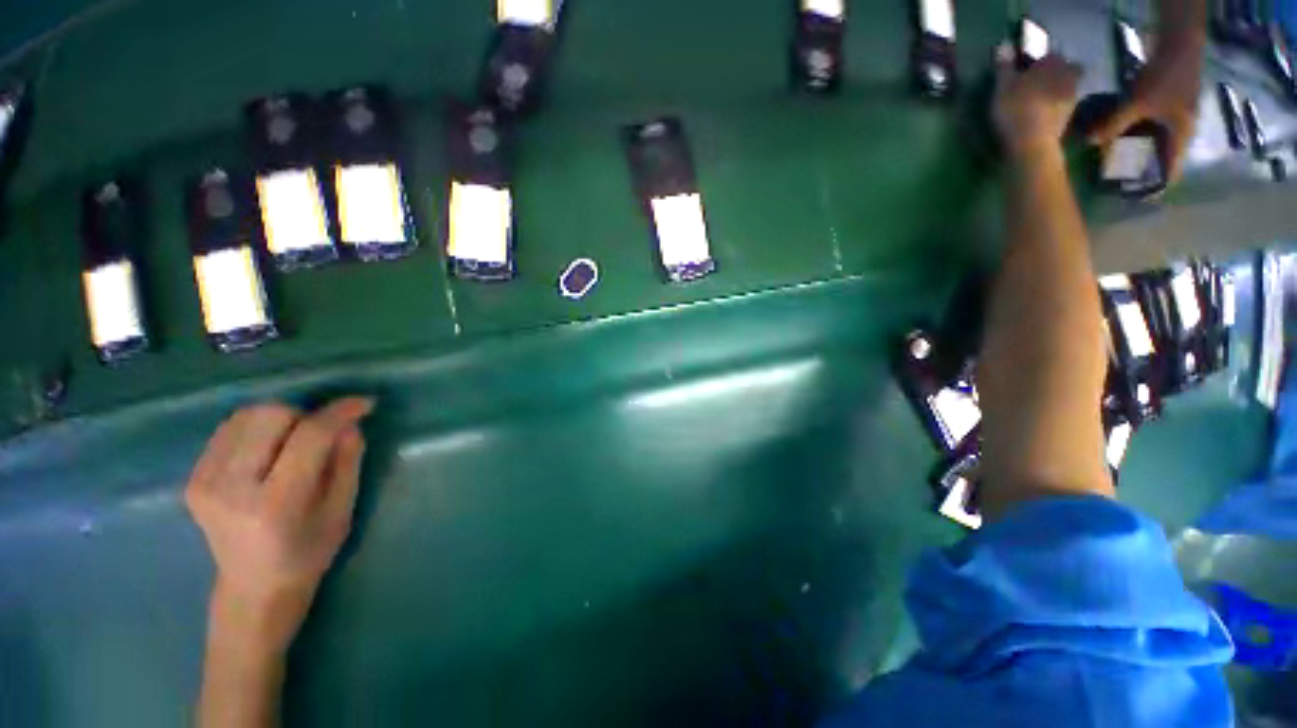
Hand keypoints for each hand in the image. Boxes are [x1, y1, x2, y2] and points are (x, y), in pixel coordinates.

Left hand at [186, 398, 372, 651]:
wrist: (253, 588)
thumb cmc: (308, 553)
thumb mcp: (342, 510)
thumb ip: (348, 461)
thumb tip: (350, 423)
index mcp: (275, 504)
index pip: (308, 437)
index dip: (339, 413)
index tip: (364, 404)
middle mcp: (231, 489)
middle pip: (271, 415)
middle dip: (305, 416)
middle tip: (320, 438)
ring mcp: (204, 482)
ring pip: (247, 415)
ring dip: (281, 419)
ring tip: (294, 443)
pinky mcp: (192, 478)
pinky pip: (229, 428)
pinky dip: (257, 427)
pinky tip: (269, 448)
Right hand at [992, 45, 1083, 158]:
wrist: (1032, 143)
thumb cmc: (1016, 109)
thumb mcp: (1003, 86)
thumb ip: (1004, 66)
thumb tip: (1004, 46)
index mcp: (1052, 63)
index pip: (1048, 56)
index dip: (1038, 62)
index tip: (1027, 71)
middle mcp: (1068, 74)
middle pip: (1063, 70)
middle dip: (1053, 75)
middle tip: (1037, 85)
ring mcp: (1072, 96)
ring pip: (1065, 87)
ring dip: (1055, 91)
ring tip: (1039, 101)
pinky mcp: (1069, 116)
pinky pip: (1063, 105)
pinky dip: (1055, 107)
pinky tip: (1043, 114)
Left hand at [1089, 32, 1204, 181]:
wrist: (1179, 43)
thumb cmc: (1165, 77)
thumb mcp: (1138, 103)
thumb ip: (1114, 124)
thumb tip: (1089, 143)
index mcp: (1181, 137)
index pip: (1170, 171)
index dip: (1155, 187)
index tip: (1135, 200)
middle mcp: (1181, 132)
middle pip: (1160, 159)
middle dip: (1139, 171)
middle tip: (1114, 185)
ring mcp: (1175, 118)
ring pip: (1154, 144)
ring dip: (1135, 153)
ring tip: (1111, 167)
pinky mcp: (1166, 106)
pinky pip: (1149, 129)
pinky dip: (1134, 136)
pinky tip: (1116, 139)